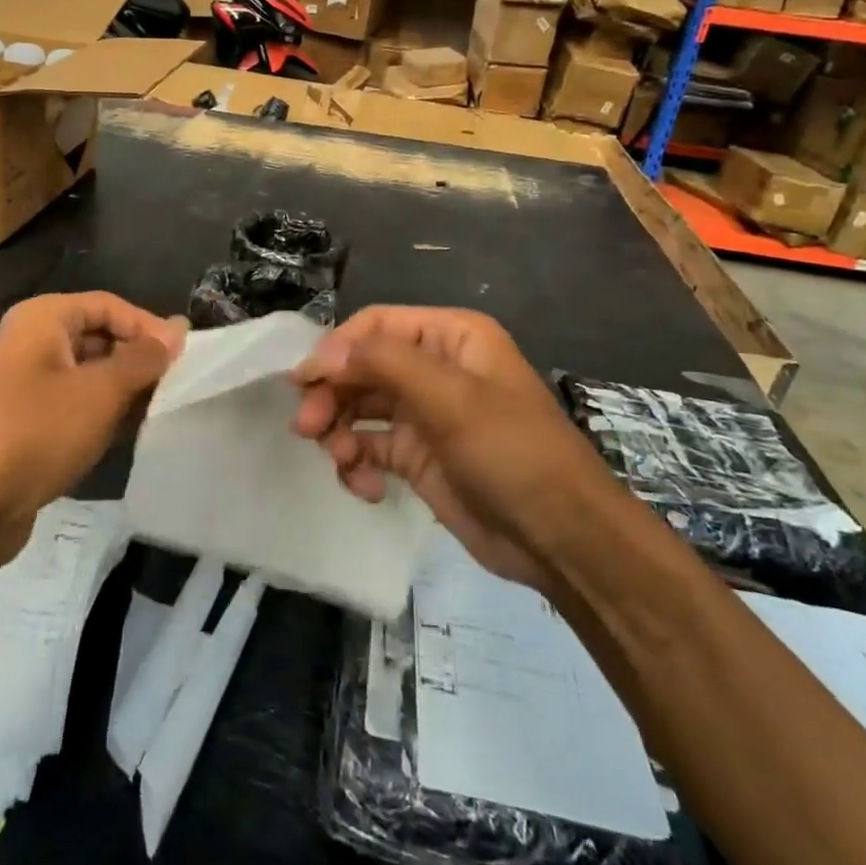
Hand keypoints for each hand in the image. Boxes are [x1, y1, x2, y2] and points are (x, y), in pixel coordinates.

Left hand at [0, 292, 182, 547]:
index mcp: (42, 319)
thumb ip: (144, 358)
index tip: (185, 359)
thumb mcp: (100, 391)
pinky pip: (72, 407)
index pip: (109, 305)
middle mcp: (30, 343)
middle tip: (176, 387)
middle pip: (98, 337)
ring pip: (88, 375)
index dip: (149, 327)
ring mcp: (23, 386)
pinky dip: (100, 417)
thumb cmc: (35, 432)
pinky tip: (125, 436)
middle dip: (137, 360)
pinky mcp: (23, 425)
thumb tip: (178, 329)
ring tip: (158, 412)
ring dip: (122, 392)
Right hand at [292, 306, 601, 589]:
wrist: (561, 538)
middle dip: (332, 396)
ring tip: (342, 463)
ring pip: (360, 408)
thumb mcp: (450, 397)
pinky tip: (366, 488)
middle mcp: (435, 368)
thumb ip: (382, 362)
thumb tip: (320, 353)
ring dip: (340, 432)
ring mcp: (425, 414)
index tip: (303, 382)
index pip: (375, 326)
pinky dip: (358, 464)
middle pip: (361, 367)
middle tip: (307, 429)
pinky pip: (370, 448)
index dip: (336, 349)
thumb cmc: (510, 451)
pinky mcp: (418, 457)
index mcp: (451, 337)